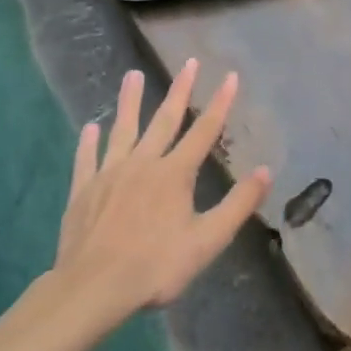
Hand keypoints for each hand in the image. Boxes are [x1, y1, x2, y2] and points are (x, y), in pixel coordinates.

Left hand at [53, 61, 271, 324]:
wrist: (93, 287)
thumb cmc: (156, 266)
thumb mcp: (208, 240)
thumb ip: (238, 204)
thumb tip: (266, 171)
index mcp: (175, 174)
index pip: (204, 131)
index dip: (220, 103)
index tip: (231, 76)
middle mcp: (143, 164)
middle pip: (164, 120)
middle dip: (179, 90)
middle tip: (188, 63)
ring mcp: (109, 174)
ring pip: (123, 130)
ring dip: (129, 101)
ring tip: (132, 75)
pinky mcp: (84, 190)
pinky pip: (87, 159)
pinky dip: (89, 142)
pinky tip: (90, 127)